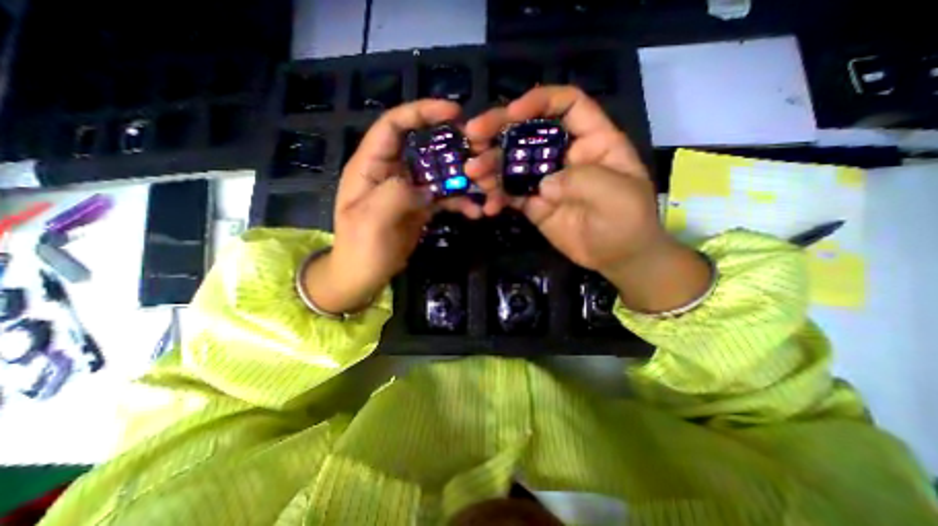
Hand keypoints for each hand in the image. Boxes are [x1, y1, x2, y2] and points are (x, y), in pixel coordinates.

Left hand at [303, 98, 477, 312]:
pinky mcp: (421, 206)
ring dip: (464, 179)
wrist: (364, 275)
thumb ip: (395, 194)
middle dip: (454, 147)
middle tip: (481, 153)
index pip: (394, 125)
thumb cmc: (360, 248)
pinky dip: (461, 202)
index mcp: (371, 165)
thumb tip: (425, 188)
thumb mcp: (371, 221)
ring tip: (486, 187)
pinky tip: (476, 211)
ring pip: (440, 173)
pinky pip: (445, 197)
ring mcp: (410, 190)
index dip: (421, 112)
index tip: (453, 112)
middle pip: (425, 147)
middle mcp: (393, 171)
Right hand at [462, 85, 658, 271]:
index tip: (513, 113)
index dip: (539, 102)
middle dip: (499, 130)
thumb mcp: (617, 194)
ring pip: (513, 163)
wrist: (617, 257)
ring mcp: (546, 180)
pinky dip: (496, 197)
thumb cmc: (627, 221)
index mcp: (592, 140)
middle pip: (530, 132)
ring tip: (473, 174)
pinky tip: (488, 205)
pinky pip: (510, 194)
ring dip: (490, 166)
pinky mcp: (534, 204)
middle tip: (473, 136)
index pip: (567, 105)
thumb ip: (582, 179)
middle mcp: (564, 155)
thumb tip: (543, 184)